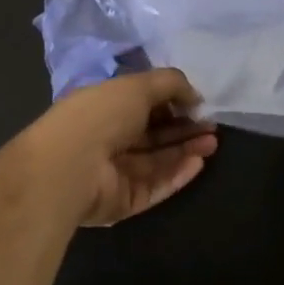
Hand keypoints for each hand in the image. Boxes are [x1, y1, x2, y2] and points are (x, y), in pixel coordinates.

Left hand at [37, 69, 218, 226]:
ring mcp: (116, 173)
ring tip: (212, 142)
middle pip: (153, 135)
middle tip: (211, 126)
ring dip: (186, 150)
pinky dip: (177, 174)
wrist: (71, 166)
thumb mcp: (138, 85)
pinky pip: (156, 186)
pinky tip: (198, 162)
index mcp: (104, 107)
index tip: (198, 103)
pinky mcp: (124, 200)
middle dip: (184, 129)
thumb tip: (195, 96)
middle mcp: (108, 139)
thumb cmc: (101, 115)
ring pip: (158, 161)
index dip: (171, 102)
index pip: (142, 105)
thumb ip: (171, 84)